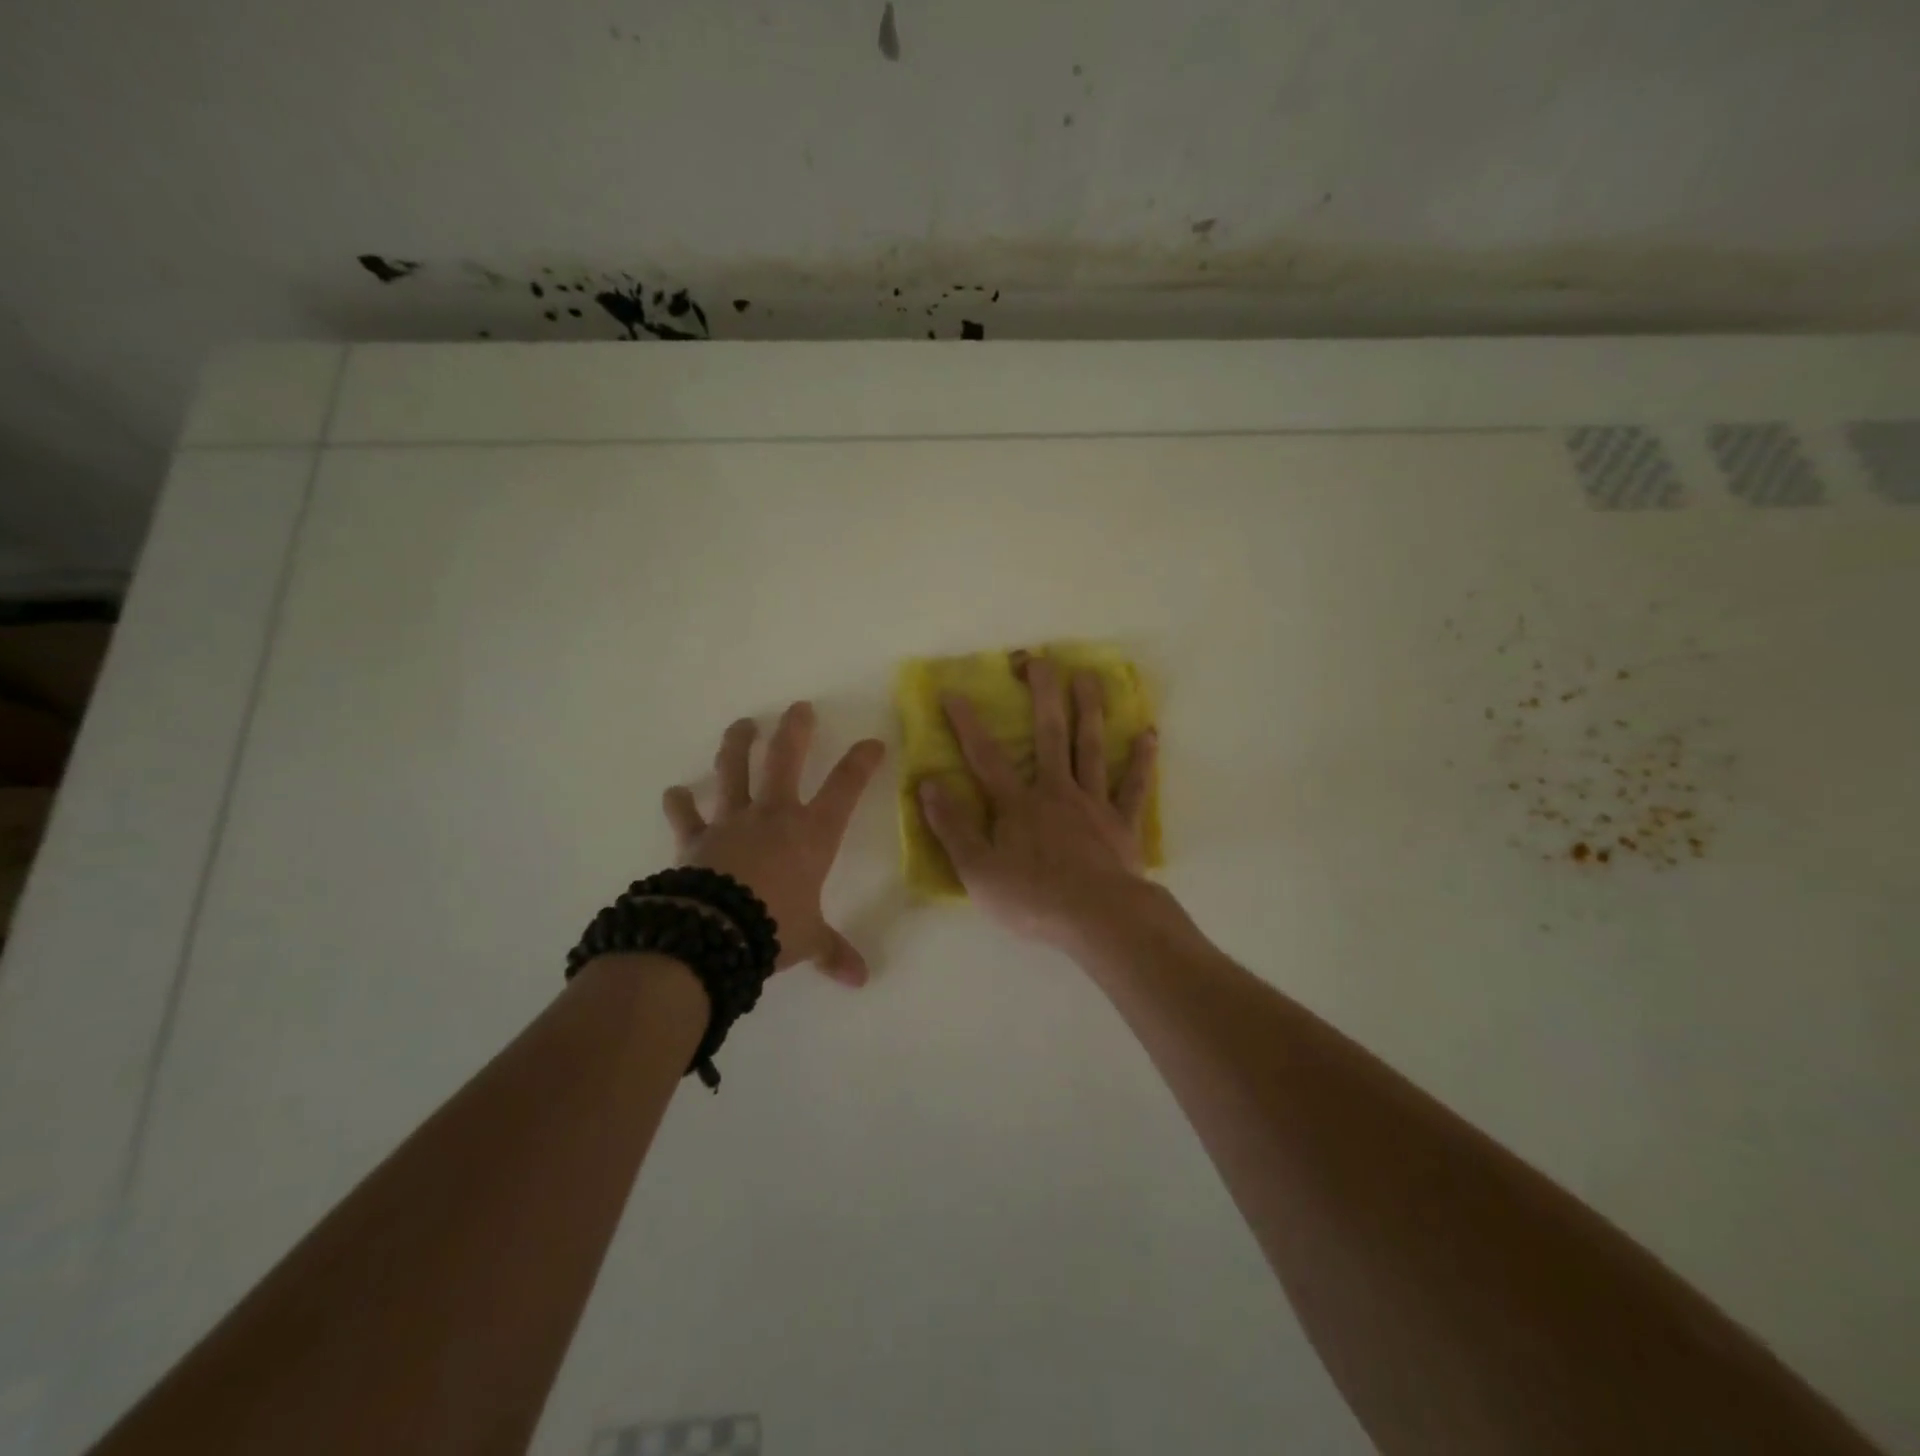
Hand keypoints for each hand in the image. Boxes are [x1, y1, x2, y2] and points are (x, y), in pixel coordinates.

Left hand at [662, 703, 886, 985]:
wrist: (715, 933)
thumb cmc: (774, 927)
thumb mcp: (809, 940)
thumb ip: (833, 952)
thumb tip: (861, 980)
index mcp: (811, 834)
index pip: (846, 788)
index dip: (861, 762)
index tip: (872, 743)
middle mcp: (774, 816)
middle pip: (786, 759)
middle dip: (795, 730)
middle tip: (799, 708)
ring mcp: (732, 821)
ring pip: (734, 771)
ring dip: (738, 745)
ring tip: (742, 724)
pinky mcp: (696, 838)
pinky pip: (686, 815)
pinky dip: (679, 803)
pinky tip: (674, 792)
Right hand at [918, 655, 1157, 948]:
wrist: (1098, 920)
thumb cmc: (1032, 898)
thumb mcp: (977, 870)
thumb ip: (952, 826)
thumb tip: (928, 783)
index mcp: (1018, 804)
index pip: (985, 757)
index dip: (967, 724)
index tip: (954, 692)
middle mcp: (1056, 792)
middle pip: (1049, 735)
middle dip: (1043, 694)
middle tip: (1039, 660)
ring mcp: (1093, 804)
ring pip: (1091, 748)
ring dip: (1089, 710)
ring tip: (1089, 677)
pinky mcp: (1122, 824)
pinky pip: (1133, 787)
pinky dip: (1142, 760)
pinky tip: (1149, 733)